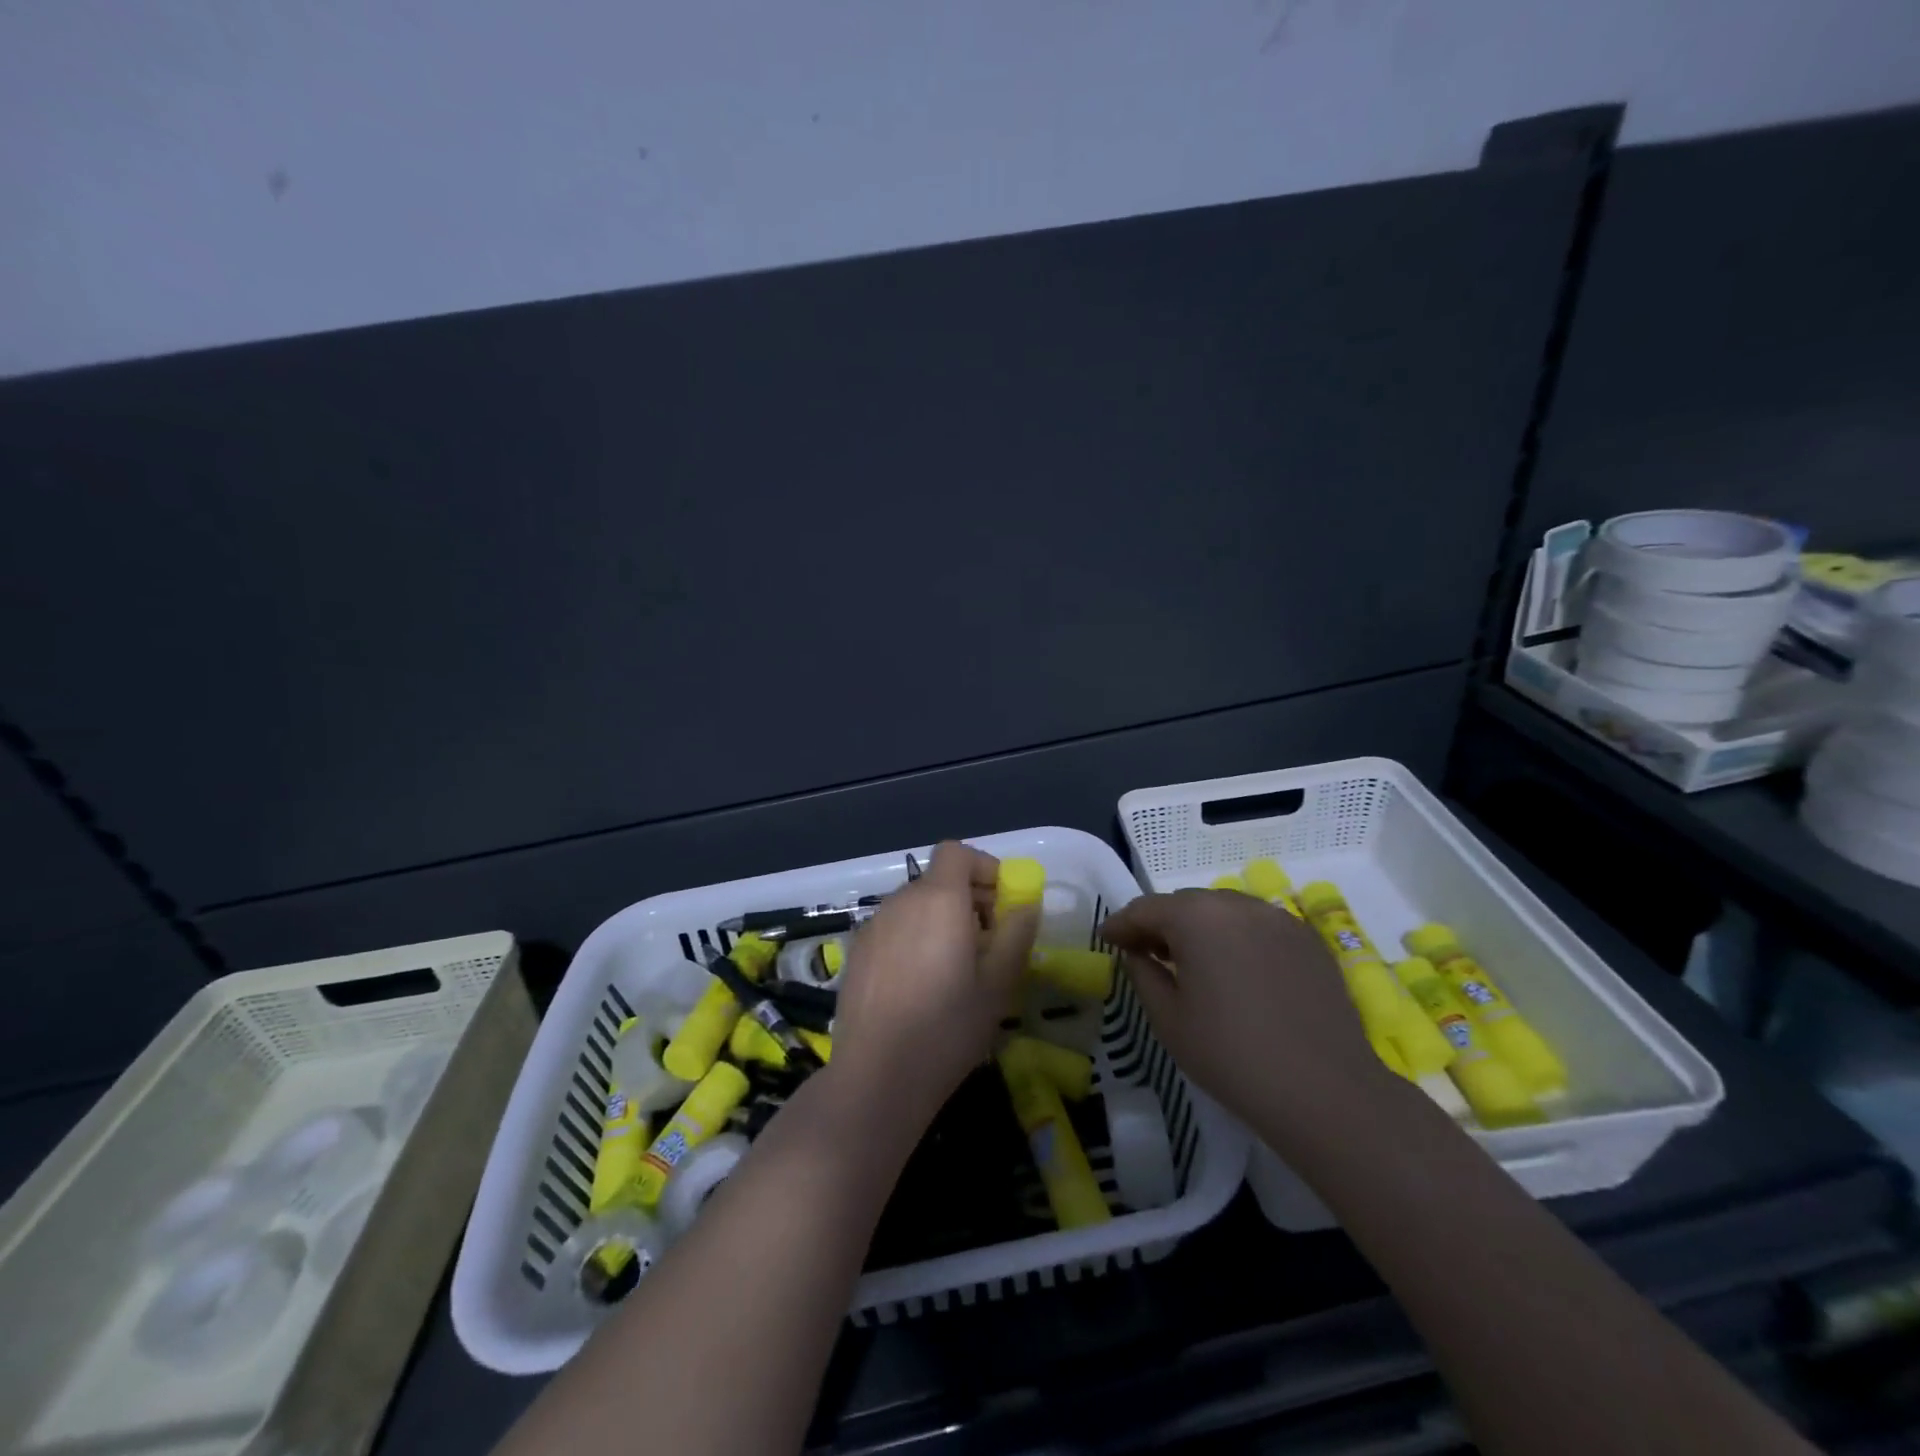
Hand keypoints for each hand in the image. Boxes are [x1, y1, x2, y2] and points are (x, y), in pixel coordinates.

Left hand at [829, 841, 1038, 1134]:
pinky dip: (913, 939)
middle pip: (937, 880)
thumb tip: (1026, 906)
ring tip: (955, 968)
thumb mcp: (997, 985)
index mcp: (938, 900)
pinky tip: (919, 985)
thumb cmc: (947, 1028)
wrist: (876, 1076)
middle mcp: (901, 901)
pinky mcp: (855, 953)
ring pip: (914, 906)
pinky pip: (893, 929)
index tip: (1002, 902)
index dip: (982, 867)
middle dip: (967, 899)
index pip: (956, 852)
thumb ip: (1016, 935)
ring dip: (939, 920)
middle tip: (988, 942)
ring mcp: (872, 926)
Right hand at [1099, 890, 1396, 1150]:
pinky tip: (1235, 971)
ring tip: (1191, 961)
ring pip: (1223, 911)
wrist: (1325, 1091)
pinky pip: (1257, 926)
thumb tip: (1136, 953)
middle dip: (1160, 924)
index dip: (1121, 924)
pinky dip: (1236, 938)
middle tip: (1145, 952)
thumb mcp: (1168, 1019)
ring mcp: (1277, 918)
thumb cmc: (1231, 1055)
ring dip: (1200, 928)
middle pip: (1185, 904)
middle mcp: (1236, 904)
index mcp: (1196, 917)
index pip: (1145, 908)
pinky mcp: (1307, 939)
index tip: (1106, 940)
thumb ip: (1143, 974)